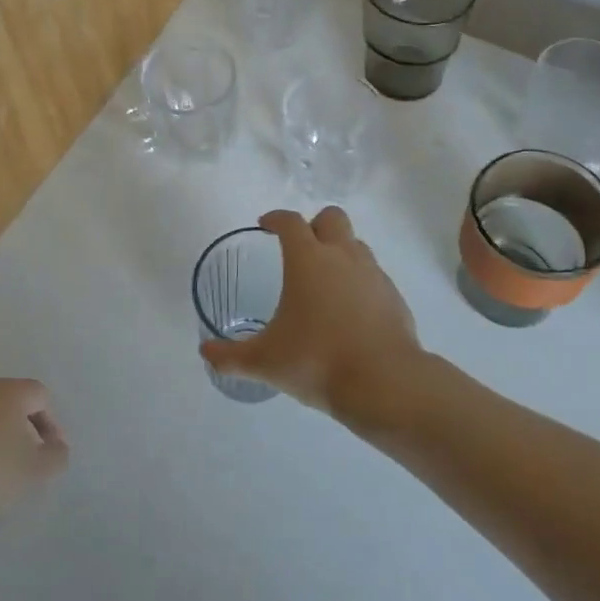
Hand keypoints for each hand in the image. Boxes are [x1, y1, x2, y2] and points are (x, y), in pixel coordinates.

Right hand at [199, 207, 423, 416]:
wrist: (384, 383)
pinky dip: (360, 282)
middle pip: (331, 217)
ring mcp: (373, 274)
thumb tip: (205, 353)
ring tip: (325, 282)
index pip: (290, 221)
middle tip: (300, 249)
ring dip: (339, 251)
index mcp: (308, 259)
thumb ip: (231, 356)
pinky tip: (350, 311)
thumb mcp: (265, 361)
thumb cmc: (317, 361)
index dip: (276, 218)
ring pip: (356, 244)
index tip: (265, 225)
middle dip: (314, 225)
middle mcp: (342, 255)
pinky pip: (373, 276)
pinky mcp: (394, 296)